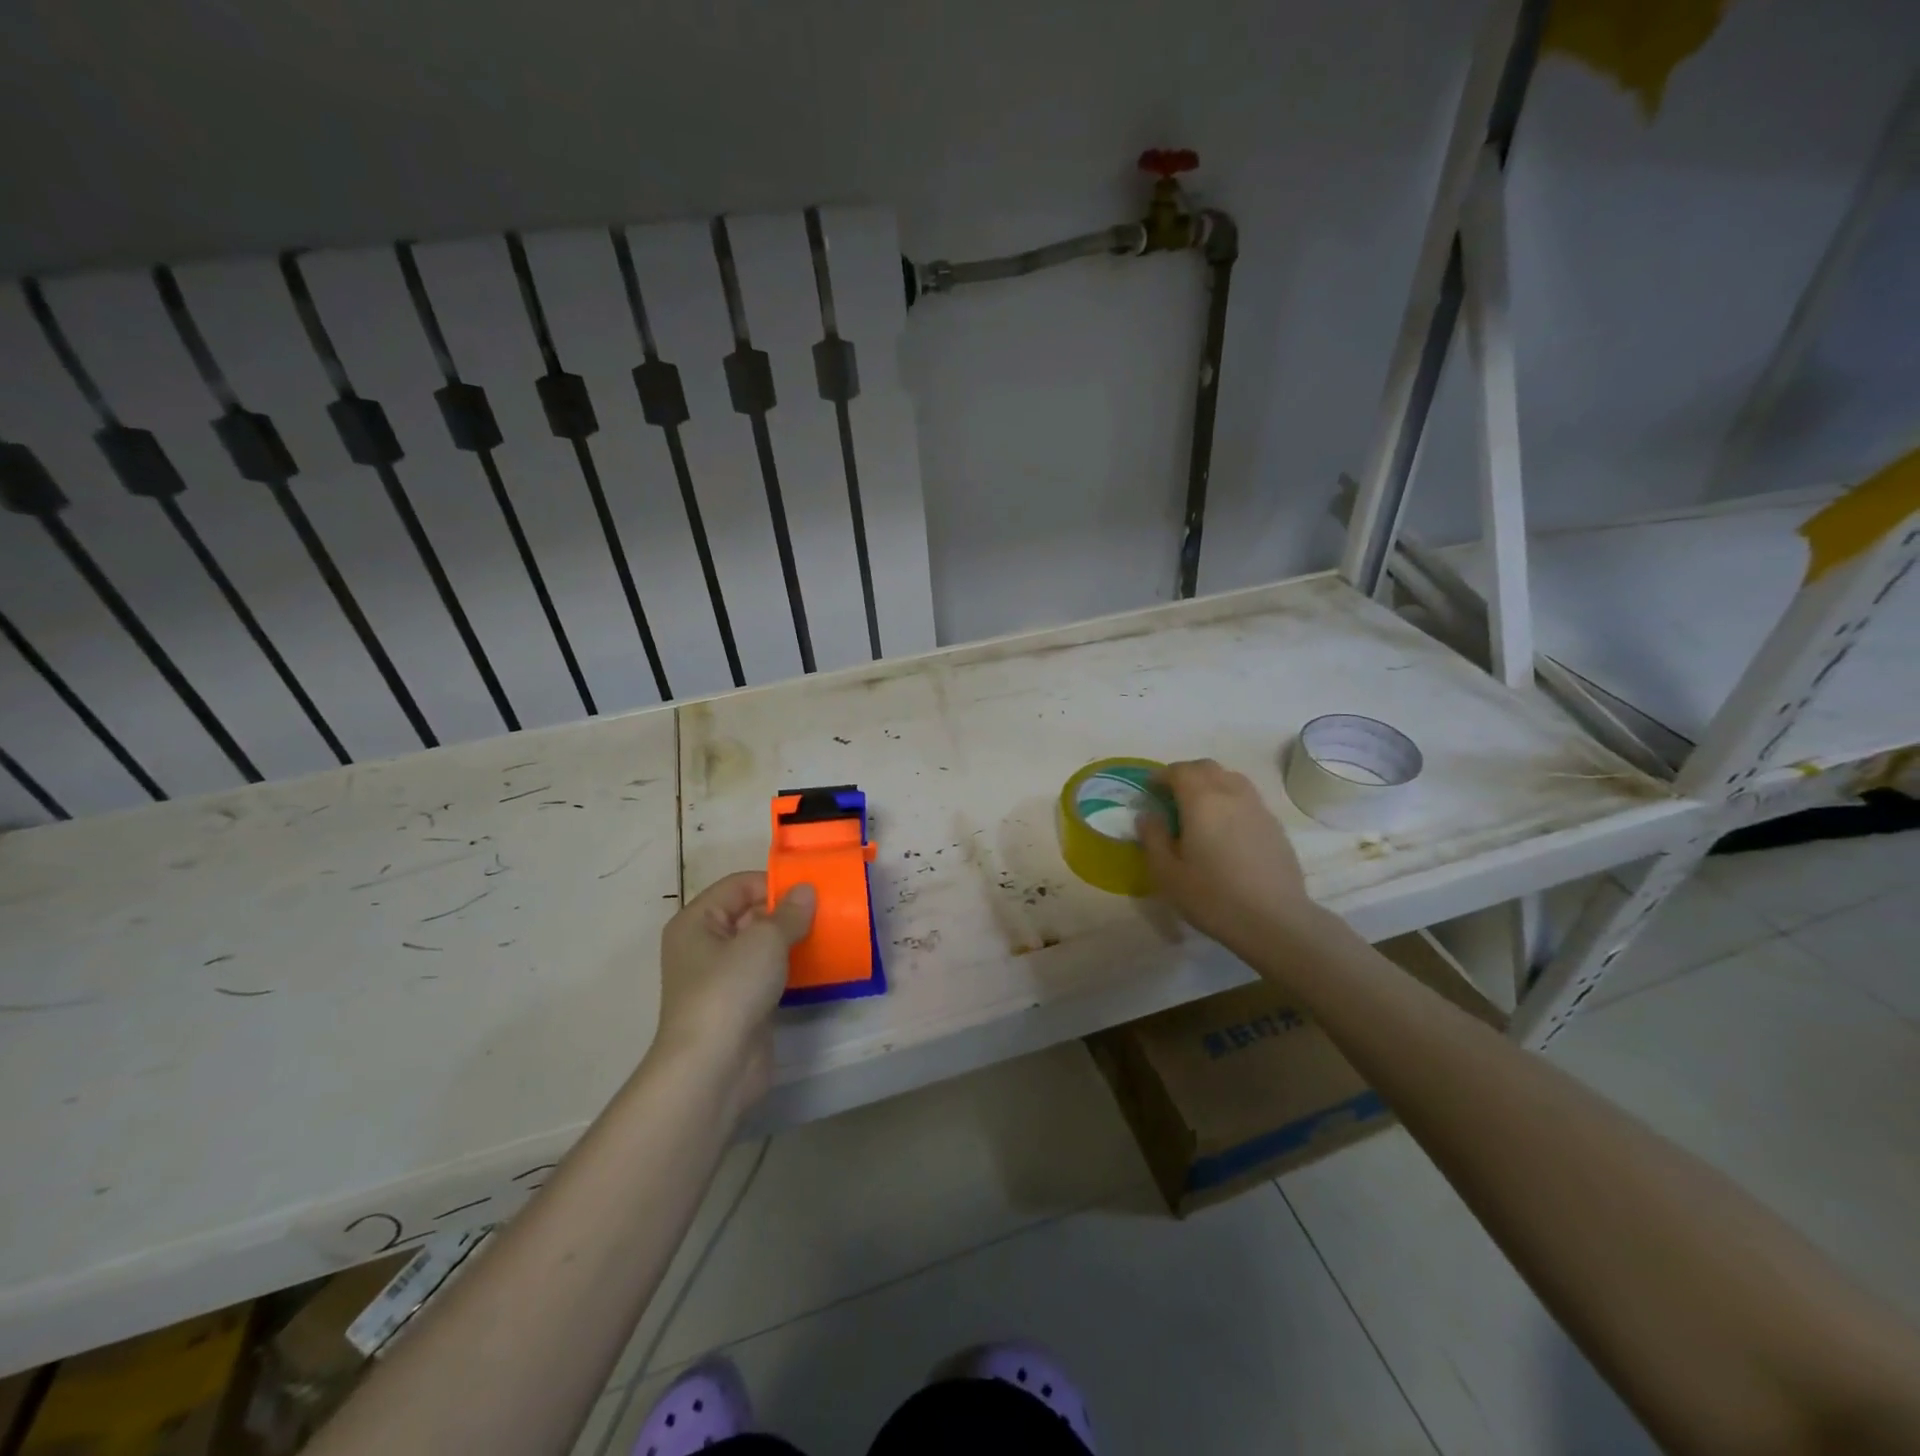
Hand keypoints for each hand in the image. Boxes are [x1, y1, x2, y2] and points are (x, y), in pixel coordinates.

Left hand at [651, 872, 814, 1114]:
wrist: (713, 1068)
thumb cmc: (730, 989)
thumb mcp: (765, 940)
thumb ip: (790, 912)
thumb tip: (806, 890)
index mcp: (697, 922)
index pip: (738, 886)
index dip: (773, 883)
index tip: (811, 889)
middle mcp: (704, 946)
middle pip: (750, 915)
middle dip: (787, 912)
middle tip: (827, 911)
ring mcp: (721, 979)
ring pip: (761, 947)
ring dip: (792, 941)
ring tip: (829, 934)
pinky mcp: (740, 1006)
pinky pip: (768, 976)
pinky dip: (790, 969)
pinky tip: (819, 966)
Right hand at [1139, 759, 1315, 955]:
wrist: (1275, 920)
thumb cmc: (1213, 897)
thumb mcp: (1167, 873)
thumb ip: (1153, 838)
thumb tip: (1148, 815)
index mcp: (1201, 800)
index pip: (1179, 770)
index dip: (1161, 775)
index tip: (1150, 790)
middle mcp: (1231, 794)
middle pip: (1207, 768)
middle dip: (1186, 774)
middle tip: (1171, 796)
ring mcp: (1258, 807)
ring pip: (1231, 778)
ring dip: (1211, 783)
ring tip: (1199, 808)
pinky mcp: (1275, 825)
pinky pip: (1247, 798)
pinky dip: (1230, 800)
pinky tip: (1225, 829)